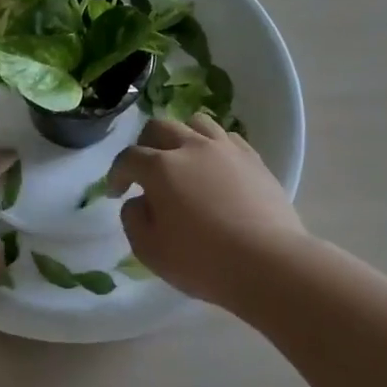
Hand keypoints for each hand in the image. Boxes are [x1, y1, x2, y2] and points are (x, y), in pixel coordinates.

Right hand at [107, 115, 307, 304]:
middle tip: (145, 170)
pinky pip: (227, 138)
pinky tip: (215, 168)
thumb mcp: (150, 250)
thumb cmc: (203, 261)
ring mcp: (226, 149)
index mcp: (161, 168)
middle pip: (159, 127)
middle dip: (145, 145)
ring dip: (181, 137)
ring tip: (183, 160)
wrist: (269, 264)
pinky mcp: (254, 159)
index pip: (128, 158)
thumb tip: (138, 201)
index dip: (117, 173)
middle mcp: (191, 147)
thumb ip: (133, 220)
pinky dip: (213, 146)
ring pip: (196, 123)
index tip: (117, 192)